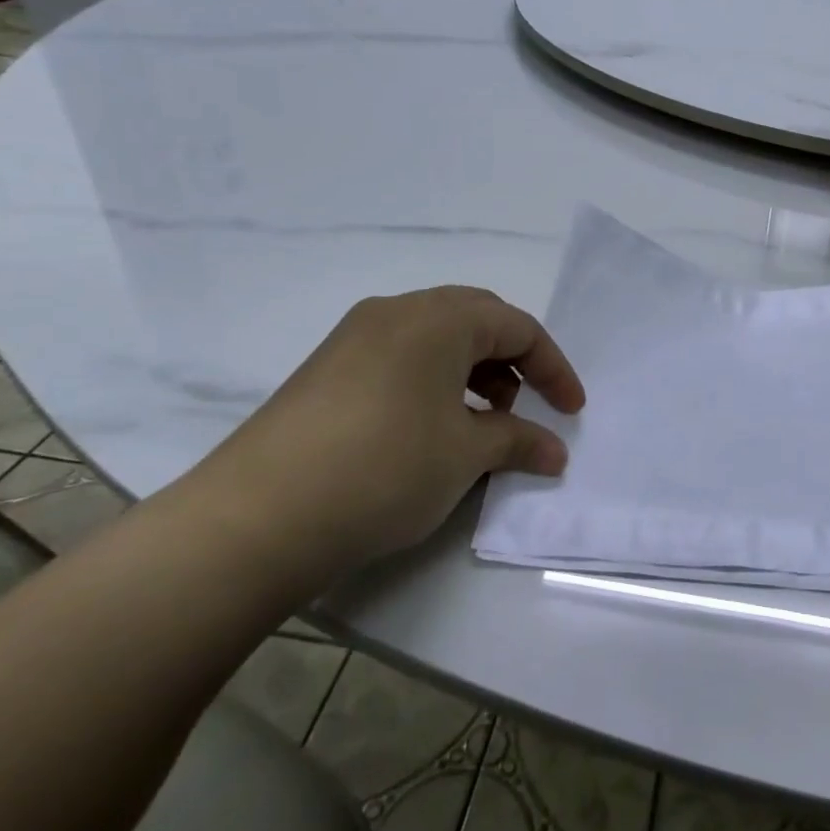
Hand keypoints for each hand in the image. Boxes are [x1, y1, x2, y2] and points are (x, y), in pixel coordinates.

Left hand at [173, 287, 584, 595]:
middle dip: (513, 361)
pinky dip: (433, 382)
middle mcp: (395, 312)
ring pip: (435, 338)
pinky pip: (400, 358)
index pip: (517, 327)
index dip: (553, 368)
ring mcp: (353, 338)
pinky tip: (429, 429)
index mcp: (437, 318)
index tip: (572, 411)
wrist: (257, 518)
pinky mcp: (326, 369)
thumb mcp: (465, 456)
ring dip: (472, 371)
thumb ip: (518, 442)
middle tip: (525, 407)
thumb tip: (553, 452)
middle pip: (476, 320)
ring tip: (478, 423)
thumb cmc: (385, 469)